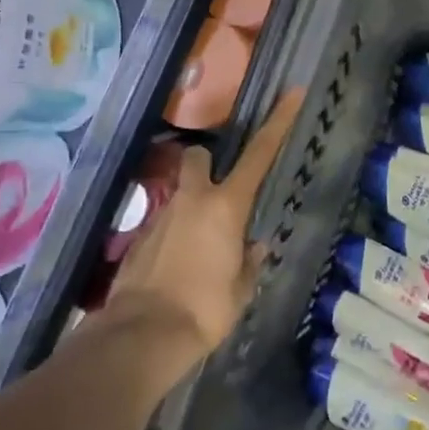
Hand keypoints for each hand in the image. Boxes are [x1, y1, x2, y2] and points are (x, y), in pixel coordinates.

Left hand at [106, 88, 304, 355]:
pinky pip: (163, 224)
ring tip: (200, 247)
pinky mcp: (137, 239)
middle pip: (198, 156)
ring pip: (180, 193)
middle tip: (219, 190)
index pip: (260, 154)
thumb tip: (254, 247)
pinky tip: (177, 268)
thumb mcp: (241, 289)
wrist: (141, 336)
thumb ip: (250, 262)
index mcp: (226, 206)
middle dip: (208, 163)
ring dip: (191, 207)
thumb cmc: (205, 309)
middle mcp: (192, 201)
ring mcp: (160, 217)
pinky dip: (173, 236)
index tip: (291, 93)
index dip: (278, 122)